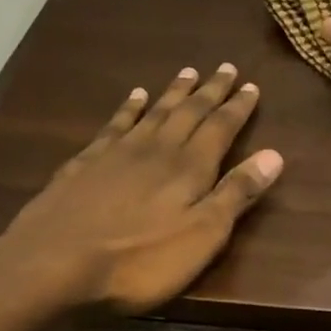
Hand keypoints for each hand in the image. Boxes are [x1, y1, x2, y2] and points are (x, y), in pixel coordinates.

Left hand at [0, 64, 280, 330]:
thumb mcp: (203, 235)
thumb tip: (274, 155)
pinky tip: (135, 96)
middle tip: (225, 67)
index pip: (221, 128)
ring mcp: (118, 152)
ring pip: (154, 112)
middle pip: (189, 112)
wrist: (56, 264)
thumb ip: (236, 194)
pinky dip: (129, 107)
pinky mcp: (86, 163)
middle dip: (210, 91)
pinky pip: (115, 124)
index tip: (252, 86)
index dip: (238, 108)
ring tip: (188, 72)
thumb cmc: (141, 260)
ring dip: (174, 92)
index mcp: (190, 168)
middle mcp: (157, 149)